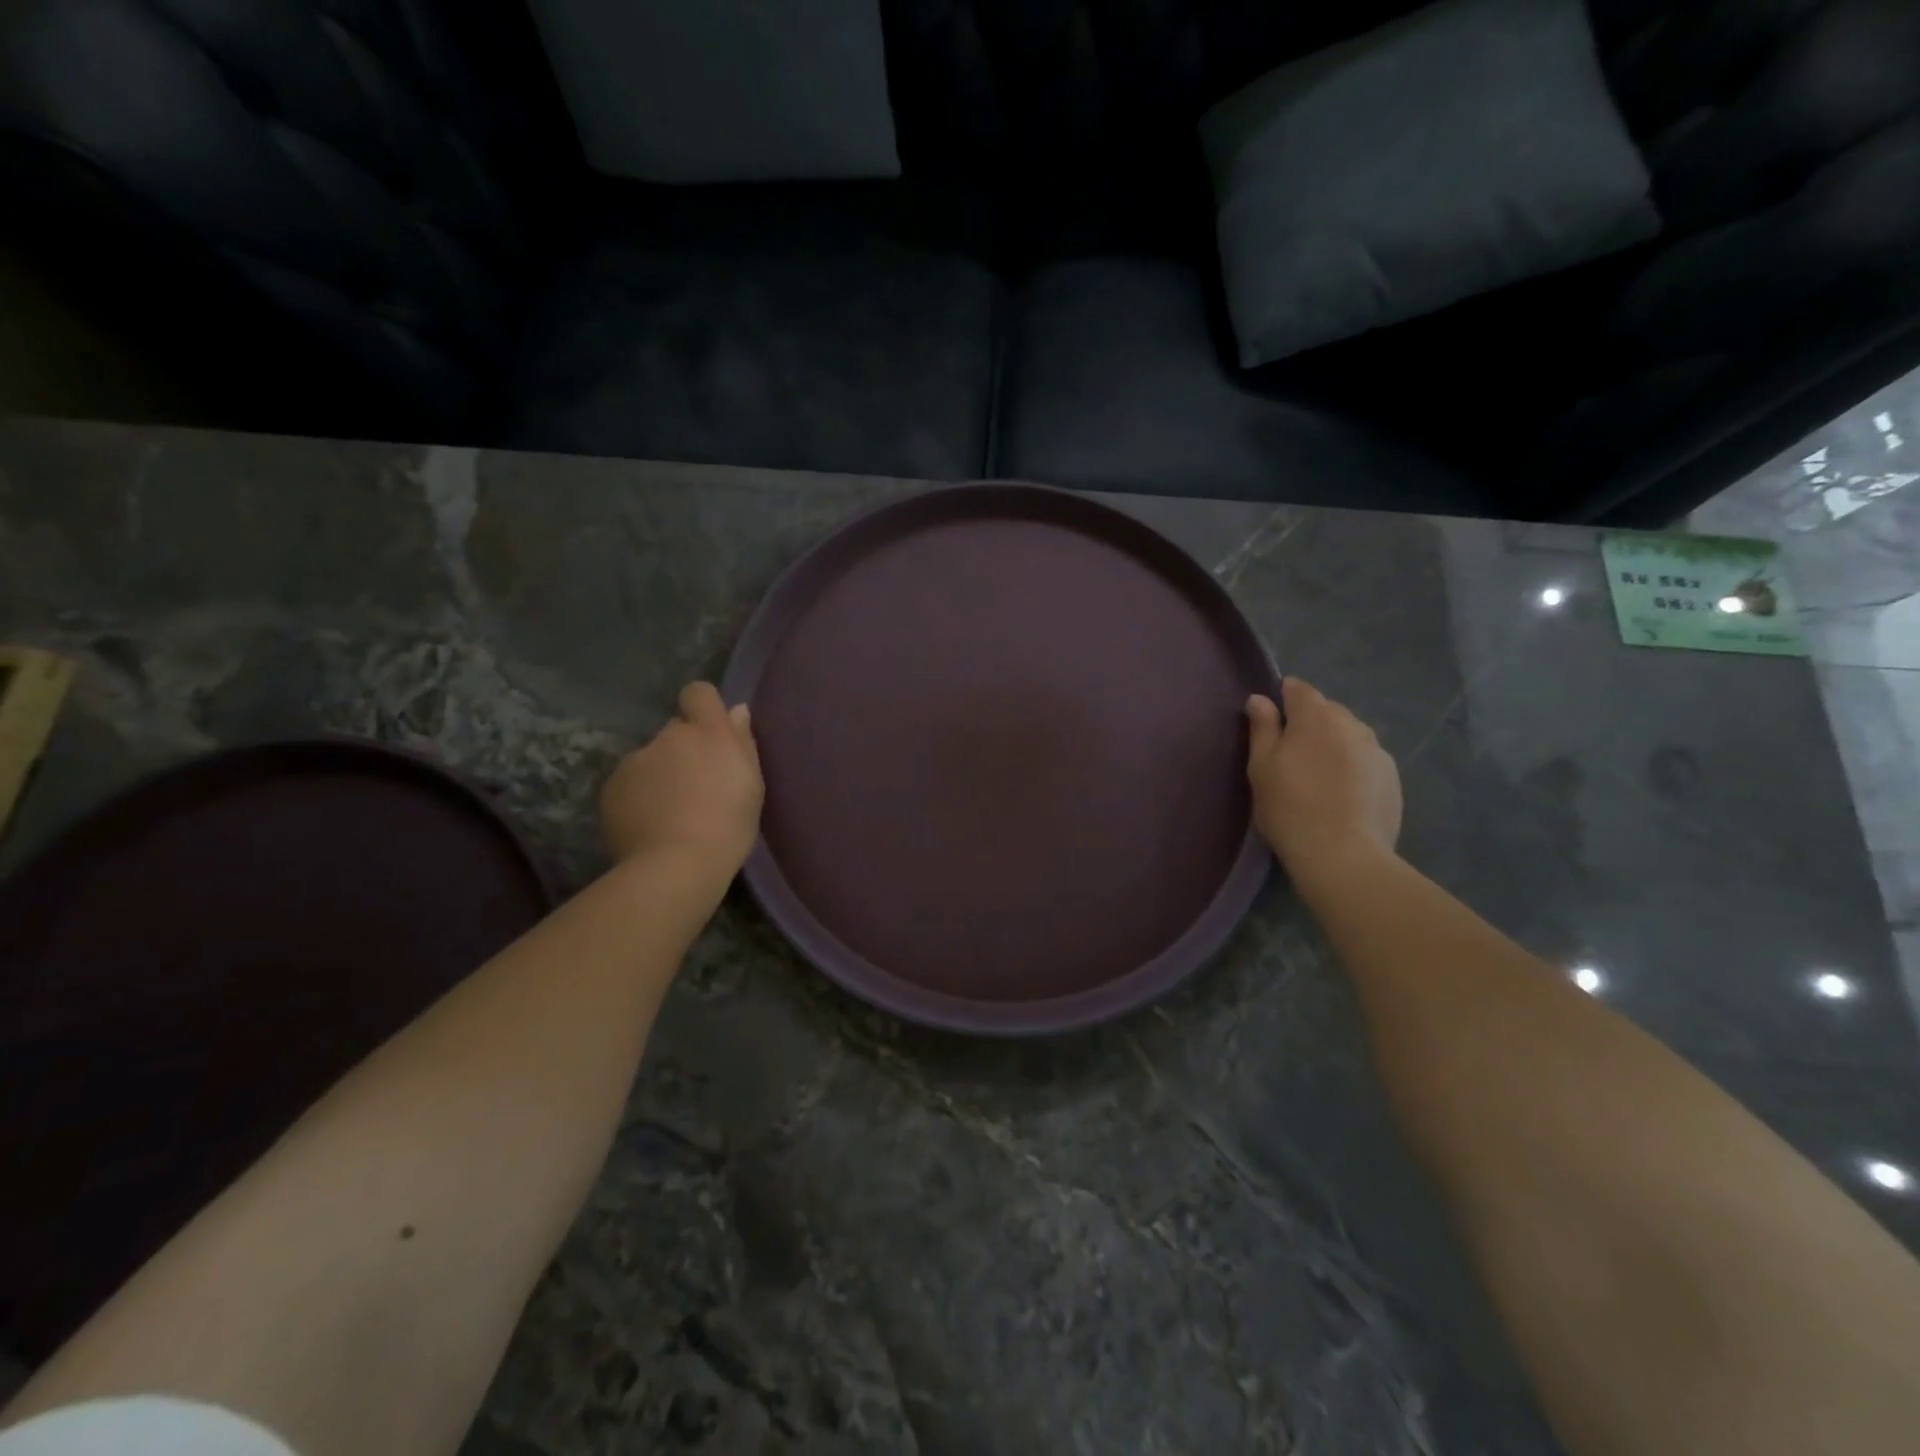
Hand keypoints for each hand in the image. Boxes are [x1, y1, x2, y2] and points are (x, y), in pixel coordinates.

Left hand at [601, 682, 763, 871]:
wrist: (675, 866)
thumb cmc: (728, 825)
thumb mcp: (752, 785)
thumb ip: (742, 742)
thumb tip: (736, 710)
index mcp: (707, 732)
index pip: (698, 693)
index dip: (703, 707)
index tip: (712, 734)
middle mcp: (668, 737)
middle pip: (675, 732)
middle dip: (684, 751)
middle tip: (698, 787)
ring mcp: (635, 761)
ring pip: (651, 759)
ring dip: (661, 775)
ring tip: (673, 814)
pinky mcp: (611, 787)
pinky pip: (630, 783)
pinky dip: (640, 797)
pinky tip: (651, 825)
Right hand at [1246, 678, 1401, 881]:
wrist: (1343, 855)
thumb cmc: (1290, 806)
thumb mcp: (1261, 766)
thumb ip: (1261, 727)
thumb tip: (1259, 698)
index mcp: (1316, 716)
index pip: (1298, 688)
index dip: (1282, 698)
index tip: (1271, 721)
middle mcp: (1352, 723)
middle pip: (1326, 710)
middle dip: (1309, 722)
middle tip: (1291, 754)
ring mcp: (1377, 750)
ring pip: (1349, 734)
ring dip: (1333, 744)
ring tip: (1318, 776)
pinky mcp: (1392, 777)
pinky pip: (1365, 759)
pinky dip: (1352, 766)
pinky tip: (1341, 794)